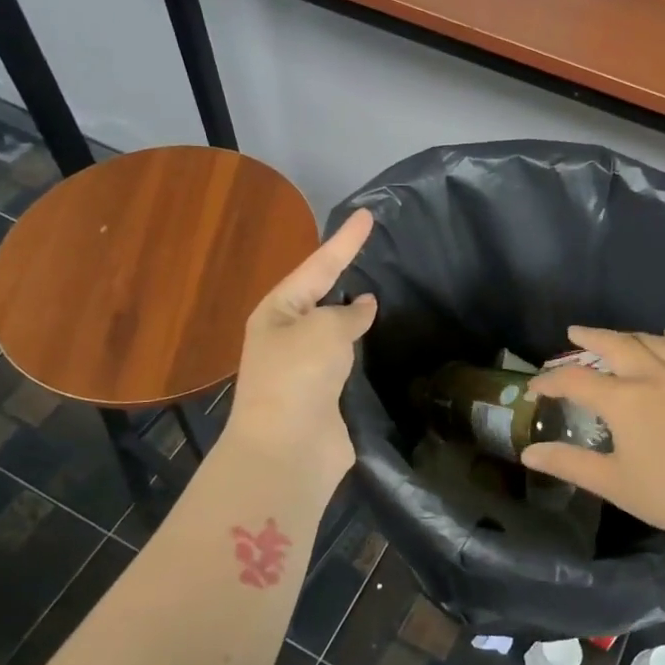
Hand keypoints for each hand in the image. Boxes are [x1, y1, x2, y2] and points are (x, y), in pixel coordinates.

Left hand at [221, 209, 376, 487]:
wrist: (288, 449)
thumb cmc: (299, 376)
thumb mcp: (324, 329)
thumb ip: (347, 313)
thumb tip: (363, 306)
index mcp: (277, 312)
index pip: (318, 266)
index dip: (345, 241)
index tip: (367, 215)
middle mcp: (288, 336)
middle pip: (322, 297)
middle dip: (345, 276)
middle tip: (376, 252)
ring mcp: (306, 368)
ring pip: (336, 332)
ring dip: (355, 317)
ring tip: (386, 294)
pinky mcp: (326, 396)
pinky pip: (348, 362)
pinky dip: (364, 351)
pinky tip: (384, 343)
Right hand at [521, 327, 664, 555]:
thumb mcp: (613, 483)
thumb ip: (569, 464)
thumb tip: (528, 454)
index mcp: (623, 400)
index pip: (576, 381)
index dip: (552, 380)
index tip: (537, 385)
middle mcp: (654, 376)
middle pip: (616, 346)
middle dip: (591, 338)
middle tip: (575, 333)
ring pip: (655, 343)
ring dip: (631, 336)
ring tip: (618, 337)